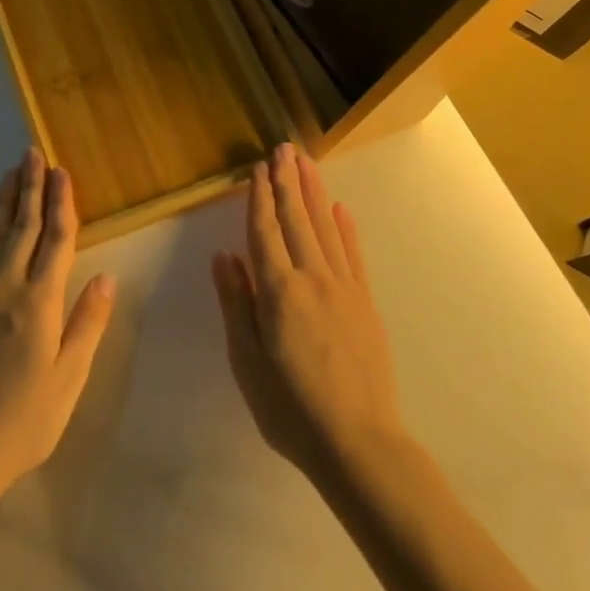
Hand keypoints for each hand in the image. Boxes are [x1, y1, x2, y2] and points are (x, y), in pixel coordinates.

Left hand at [0, 148, 116, 502]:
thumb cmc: (23, 420)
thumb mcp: (68, 379)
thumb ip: (87, 324)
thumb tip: (107, 277)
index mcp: (41, 301)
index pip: (56, 239)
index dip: (62, 203)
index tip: (62, 172)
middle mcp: (6, 285)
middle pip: (23, 225)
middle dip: (31, 187)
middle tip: (33, 153)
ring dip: (2, 201)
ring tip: (10, 172)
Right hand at [212, 144, 405, 481]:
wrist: (358, 442)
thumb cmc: (290, 407)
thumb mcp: (246, 361)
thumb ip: (236, 303)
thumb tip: (224, 256)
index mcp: (278, 291)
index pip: (265, 231)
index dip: (259, 198)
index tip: (257, 168)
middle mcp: (312, 278)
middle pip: (296, 220)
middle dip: (288, 181)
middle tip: (284, 148)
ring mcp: (344, 288)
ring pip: (326, 228)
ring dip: (314, 193)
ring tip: (307, 163)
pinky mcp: (365, 303)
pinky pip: (353, 255)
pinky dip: (346, 229)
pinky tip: (340, 209)